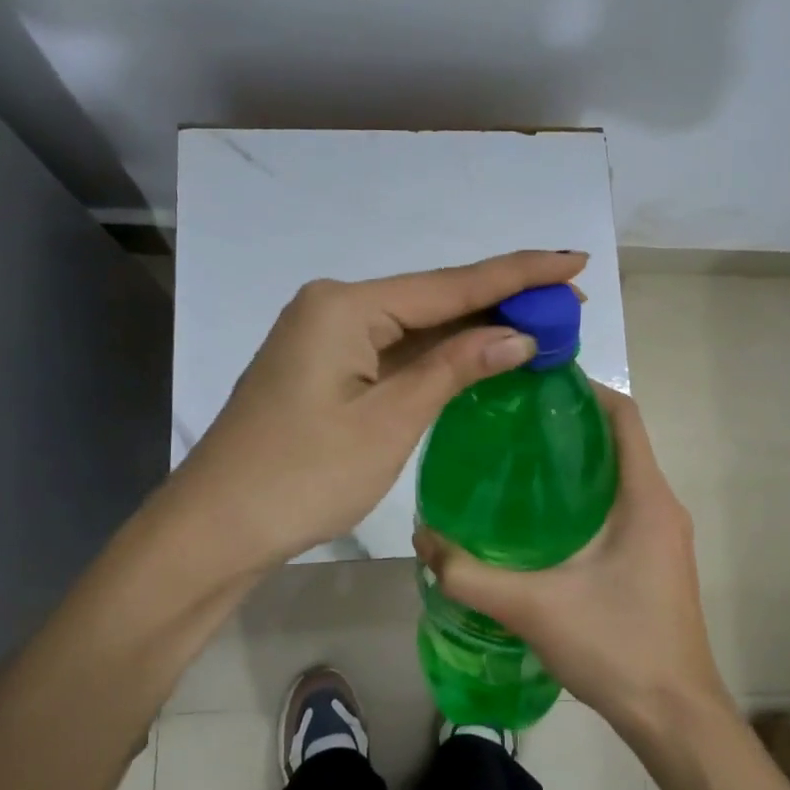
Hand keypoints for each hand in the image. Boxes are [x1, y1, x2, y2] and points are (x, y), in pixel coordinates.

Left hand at [160, 250, 588, 575]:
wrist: (216, 528)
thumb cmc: (303, 476)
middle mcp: (335, 306)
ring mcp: (326, 337)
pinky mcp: (324, 368)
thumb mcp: (389, 421)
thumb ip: (454, 368)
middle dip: (502, 300)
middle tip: (570, 302)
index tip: (573, 261)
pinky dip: (439, 355)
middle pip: (434, 299)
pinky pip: (394, 350)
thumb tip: (518, 334)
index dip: (518, 274)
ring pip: (415, 326)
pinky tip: (481, 354)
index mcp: (346, 305)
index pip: (451, 285)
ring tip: (542, 322)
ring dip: (474, 328)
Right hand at [413, 385, 730, 741]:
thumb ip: (470, 574)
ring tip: (516, 463)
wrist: (675, 718)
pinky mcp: (656, 559)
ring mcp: (663, 534)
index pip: (623, 414)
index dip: (584, 388)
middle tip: (509, 423)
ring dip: (575, 462)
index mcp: (645, 497)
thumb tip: (422, 537)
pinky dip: (585, 496)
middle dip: (567, 424)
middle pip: (617, 440)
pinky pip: (621, 506)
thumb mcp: (534, 607)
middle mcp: (662, 505)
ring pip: (619, 475)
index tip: (533, 382)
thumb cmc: (617, 646)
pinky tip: (540, 519)